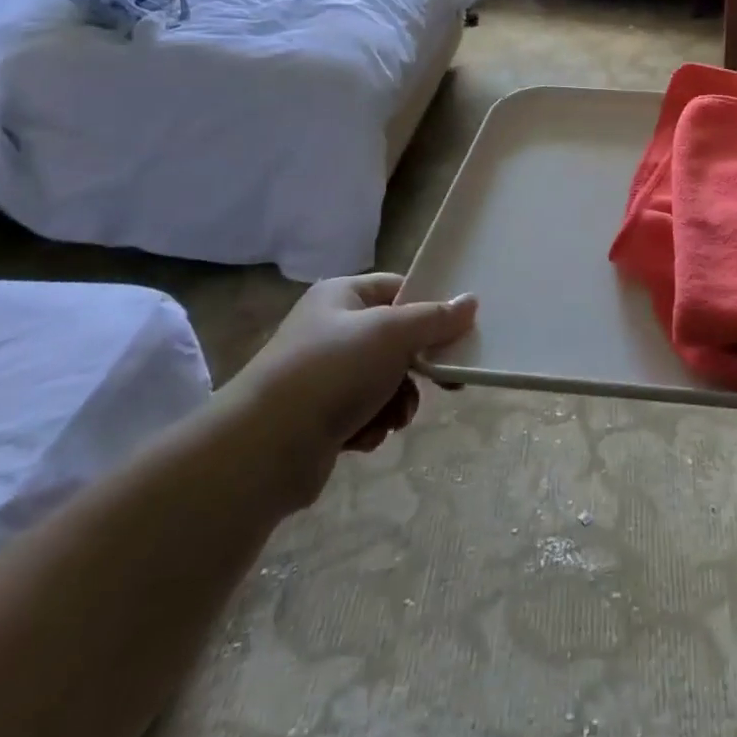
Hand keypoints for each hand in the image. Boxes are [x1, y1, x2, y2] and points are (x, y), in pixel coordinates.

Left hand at [220, 273, 476, 509]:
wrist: (265, 448)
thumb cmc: (333, 371)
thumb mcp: (393, 333)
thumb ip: (436, 318)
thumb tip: (471, 301)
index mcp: (341, 295)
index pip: (399, 289)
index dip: (430, 307)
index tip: (459, 331)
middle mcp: (330, 329)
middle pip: (395, 339)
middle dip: (418, 366)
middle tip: (445, 384)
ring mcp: (322, 374)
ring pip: (385, 380)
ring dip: (398, 400)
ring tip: (394, 417)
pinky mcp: (319, 417)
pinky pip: (364, 412)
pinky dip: (373, 424)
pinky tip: (366, 436)